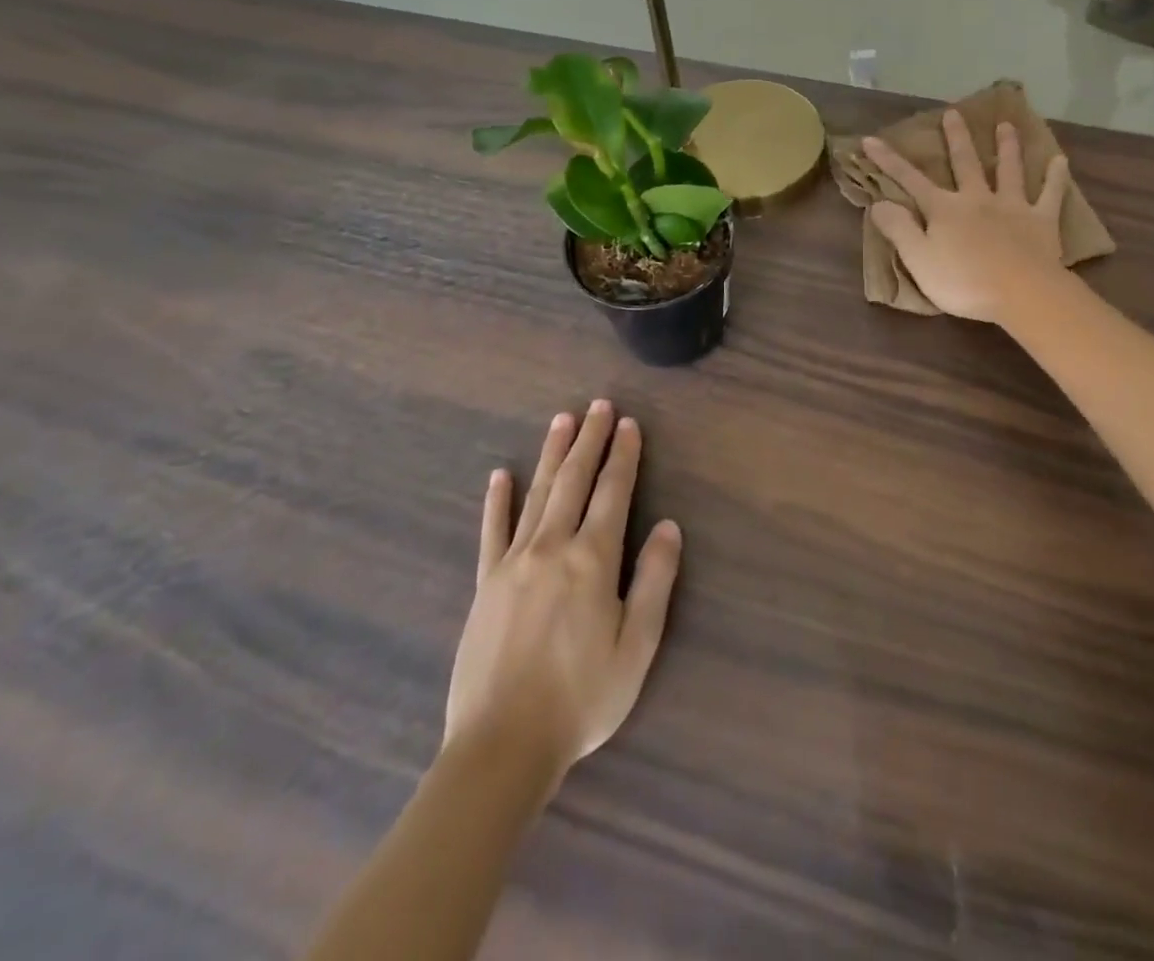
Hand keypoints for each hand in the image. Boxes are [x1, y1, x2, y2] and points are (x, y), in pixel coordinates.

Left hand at [445, 401, 681, 779]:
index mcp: (592, 560)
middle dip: (589, 441)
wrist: (502, 746)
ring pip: (537, 495)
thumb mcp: (636, 646)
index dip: (623, 456)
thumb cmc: (582, 698)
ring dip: (551, 455)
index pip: (612, 493)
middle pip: (573, 481)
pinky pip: (492, 532)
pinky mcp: (485, 585)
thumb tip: (668, 526)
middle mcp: (552, 548)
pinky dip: (497, 501)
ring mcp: (513, 563)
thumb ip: (654, 581)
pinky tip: (499, 476)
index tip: (629, 424)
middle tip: (597, 406)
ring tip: (562, 420)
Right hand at [863, 109, 1069, 322]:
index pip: (910, 181)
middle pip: (965, 163)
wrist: (1021, 293)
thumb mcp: (919, 260)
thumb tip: (879, 203)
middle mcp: (977, 199)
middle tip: (953, 112)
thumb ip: (899, 229)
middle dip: (956, 138)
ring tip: (1006, 126)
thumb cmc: (964, 282)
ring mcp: (1012, 206)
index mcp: (944, 209)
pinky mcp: (1041, 221)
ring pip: (1009, 170)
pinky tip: (1060, 160)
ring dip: (1006, 147)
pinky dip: (1055, 177)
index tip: (871, 139)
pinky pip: (1050, 194)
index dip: (888, 161)